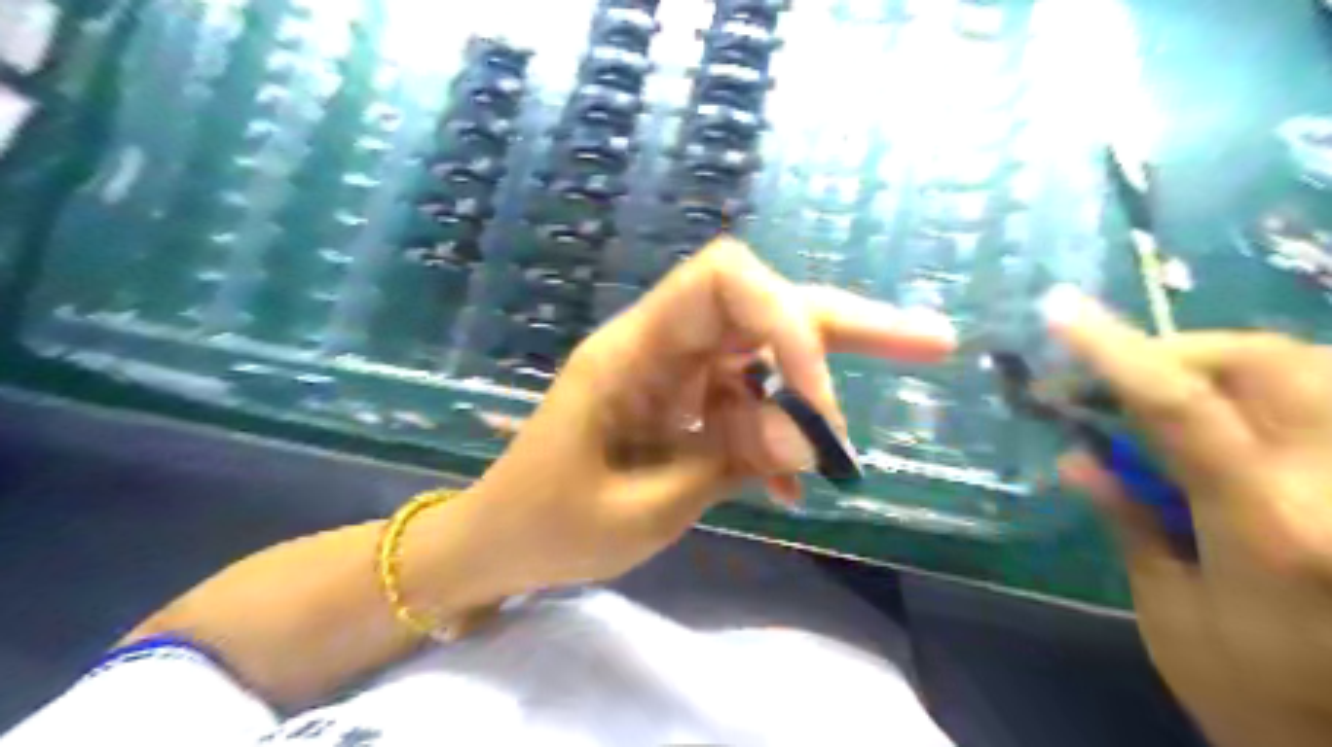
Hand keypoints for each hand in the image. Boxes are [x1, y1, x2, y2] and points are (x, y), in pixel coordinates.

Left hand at [466, 242, 952, 597]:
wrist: (501, 541)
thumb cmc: (550, 524)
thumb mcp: (644, 506)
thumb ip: (729, 463)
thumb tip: (814, 441)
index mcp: (633, 351)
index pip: (724, 282)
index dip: (787, 323)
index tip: (818, 404)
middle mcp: (660, 345)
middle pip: (763, 308)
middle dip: (844, 327)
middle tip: (933, 342)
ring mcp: (674, 374)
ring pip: (764, 359)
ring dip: (809, 404)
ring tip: (839, 462)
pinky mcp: (682, 404)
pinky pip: (746, 405)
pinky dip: (775, 438)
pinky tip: (785, 486)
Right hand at [1047, 286, 1330, 746]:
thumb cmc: (1256, 695)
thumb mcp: (1167, 613)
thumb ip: (1128, 522)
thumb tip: (1077, 455)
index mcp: (1267, 529)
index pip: (1178, 408)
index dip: (1113, 350)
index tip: (1061, 313)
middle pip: (1269, 364)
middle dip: (1182, 349)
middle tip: (1126, 373)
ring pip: (1317, 371)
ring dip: (1230, 364)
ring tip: (1178, 393)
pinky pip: (1330, 406)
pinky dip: (1277, 392)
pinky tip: (1240, 420)